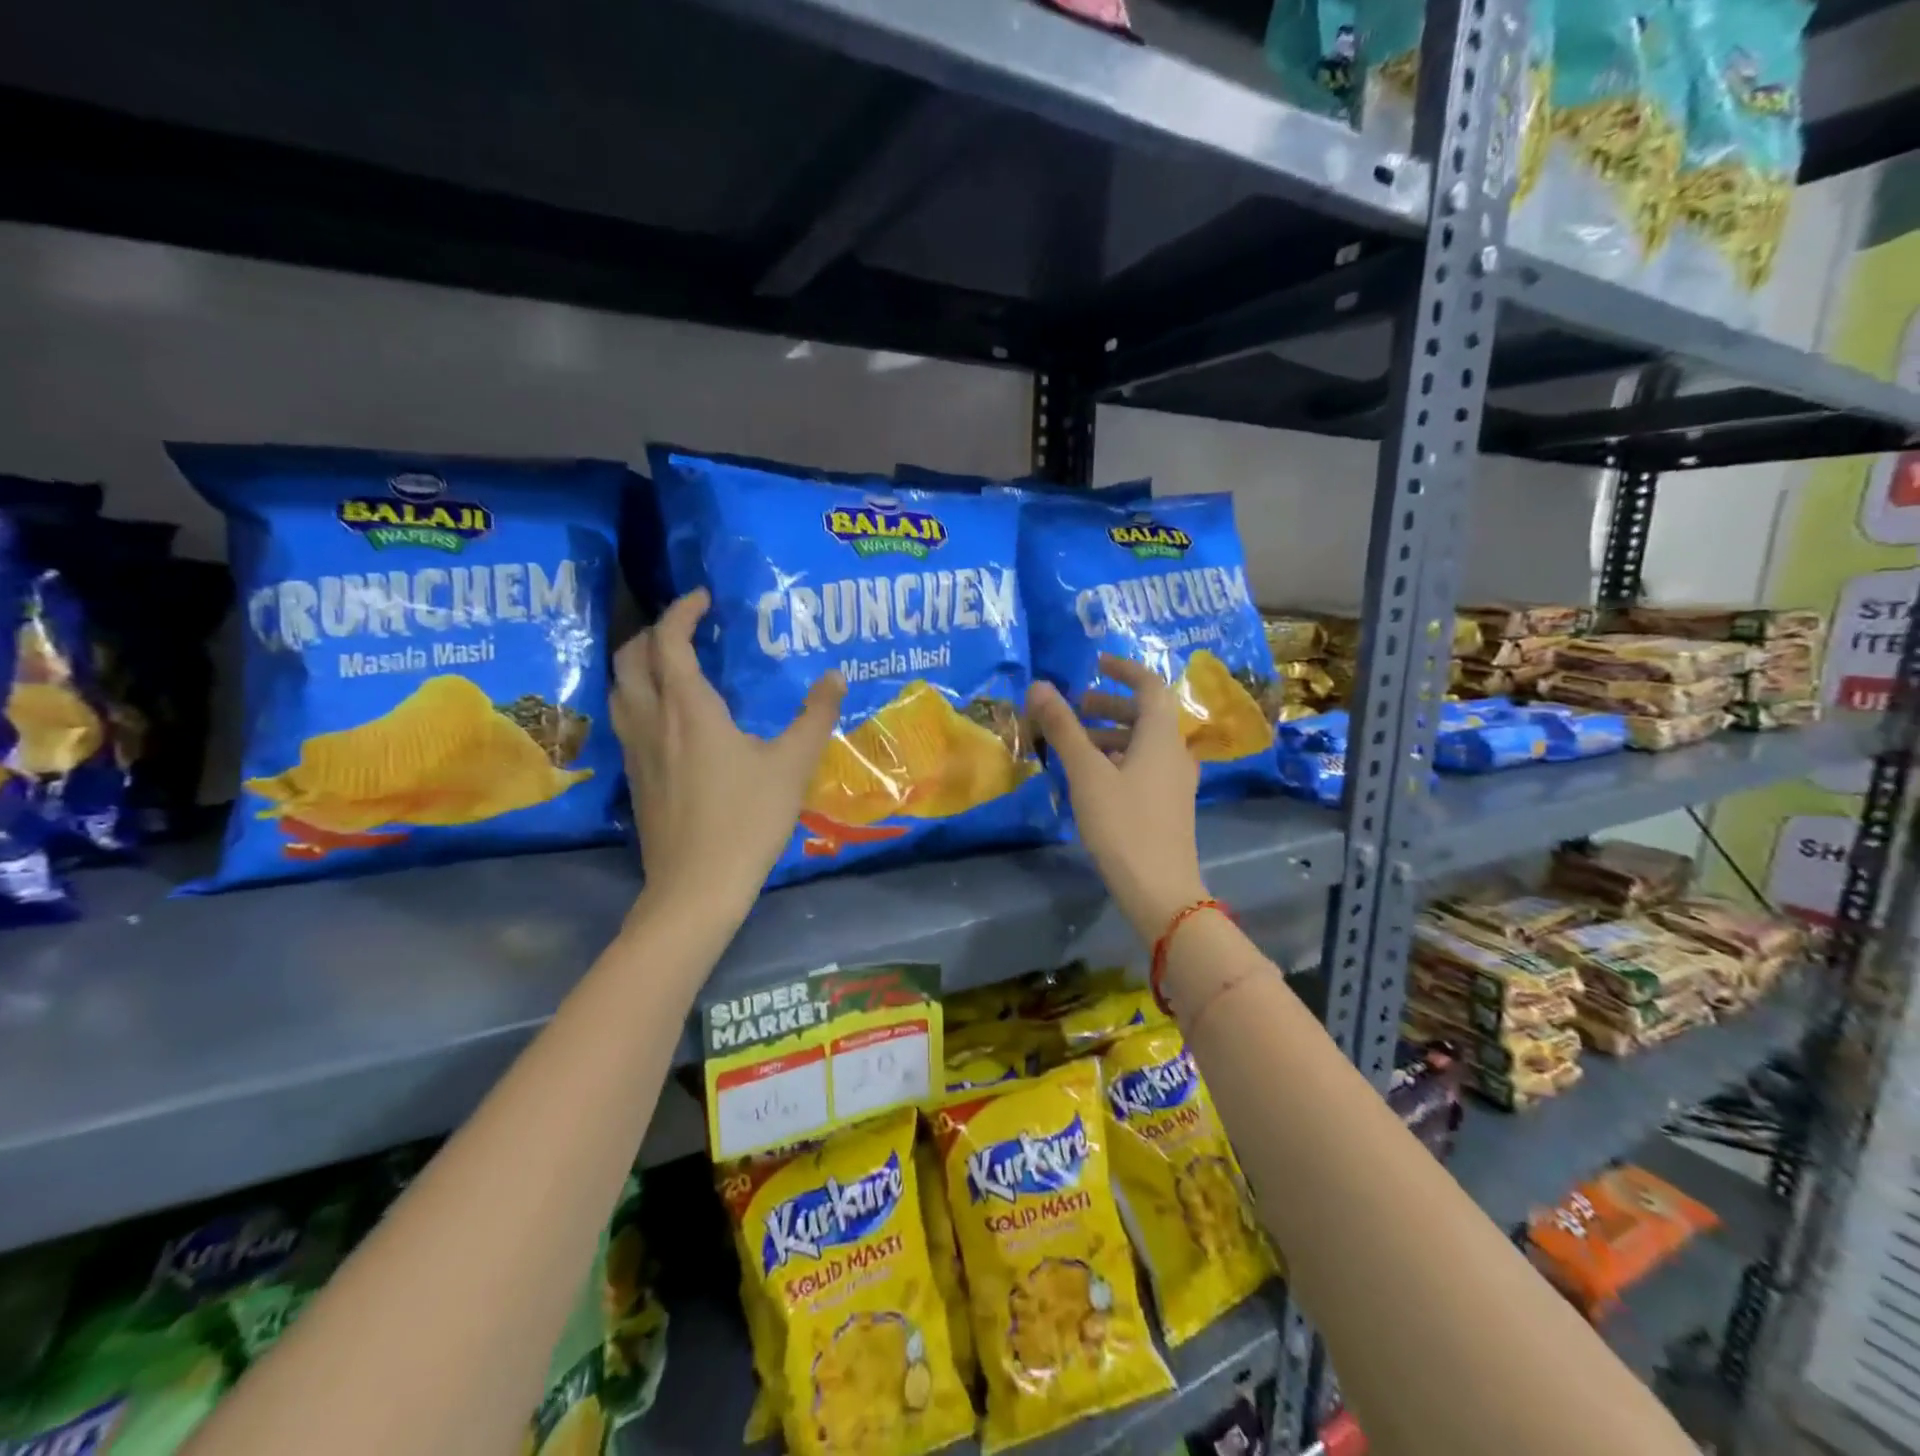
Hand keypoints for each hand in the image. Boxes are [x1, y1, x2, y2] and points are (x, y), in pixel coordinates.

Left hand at [612, 589, 845, 919]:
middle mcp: (651, 719)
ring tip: (673, 667)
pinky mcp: (634, 778)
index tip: (704, 598)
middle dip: (653, 633)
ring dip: (639, 665)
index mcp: (688, 708)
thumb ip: (815, 716)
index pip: (670, 640)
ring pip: (619, 689)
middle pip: (630, 658)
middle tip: (687, 630)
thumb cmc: (747, 819)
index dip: (683, 611)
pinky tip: (669, 720)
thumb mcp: (793, 765)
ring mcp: (635, 750)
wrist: (697, 886)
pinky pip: (625, 719)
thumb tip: (836, 676)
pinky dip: (639, 698)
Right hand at [1028, 654, 1207, 941]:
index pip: (1150, 685)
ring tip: (1075, 743)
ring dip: (1111, 734)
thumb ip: (1063, 728)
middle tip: (1075, 707)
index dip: (1124, 669)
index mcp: (1162, 736)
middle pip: (1146, 714)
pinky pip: (1144, 766)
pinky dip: (1118, 758)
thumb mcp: (1086, 773)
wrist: (1160, 889)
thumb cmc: (1123, 824)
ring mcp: (1175, 781)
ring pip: (1144, 743)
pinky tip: (1092, 777)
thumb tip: (1039, 686)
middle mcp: (1175, 752)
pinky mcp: (1168, 805)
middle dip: (1110, 705)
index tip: (1095, 664)